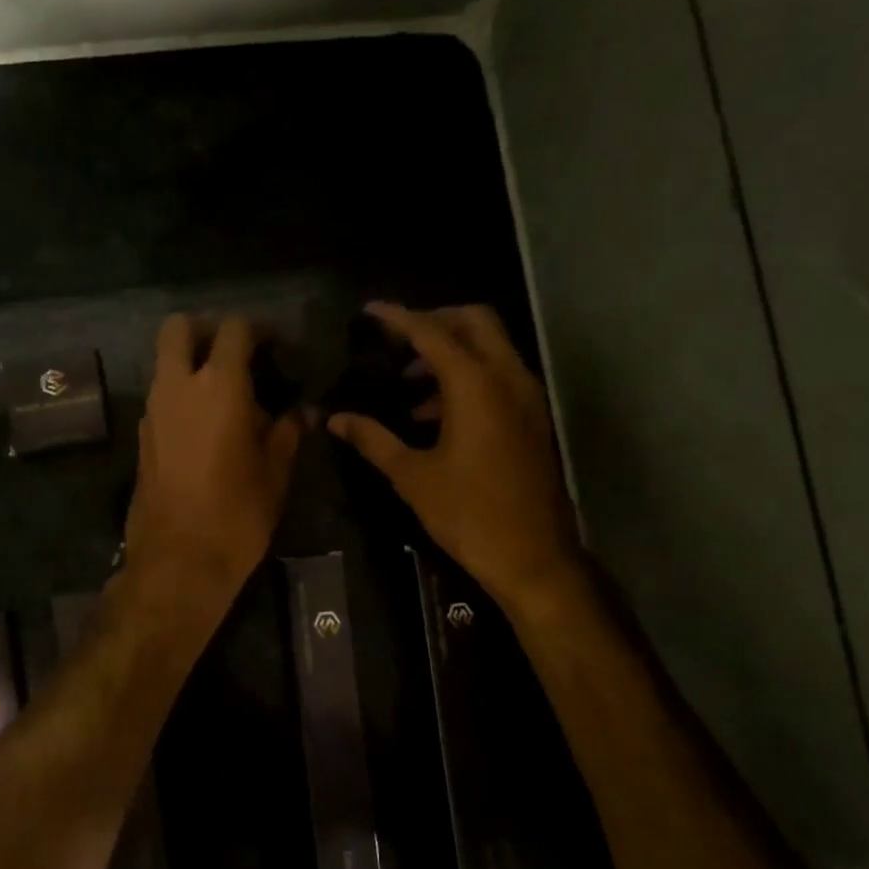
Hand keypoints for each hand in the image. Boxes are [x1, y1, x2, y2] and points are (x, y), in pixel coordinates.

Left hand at [124, 315, 303, 619]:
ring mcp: (153, 410)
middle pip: (178, 328)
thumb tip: (301, 412)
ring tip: (228, 396)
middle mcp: (177, 387)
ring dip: (191, 364)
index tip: (278, 347)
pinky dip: (181, 394)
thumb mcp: (275, 472)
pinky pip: (161, 396)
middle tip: (236, 354)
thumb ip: (287, 431)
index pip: (233, 329)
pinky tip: (207, 426)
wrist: (178, 561)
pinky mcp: (142, 436)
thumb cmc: (237, 514)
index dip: (259, 330)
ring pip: (165, 362)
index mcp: (218, 386)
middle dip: (206, 329)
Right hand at [328, 303, 584, 608]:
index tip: (369, 311)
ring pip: (490, 347)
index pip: (432, 333)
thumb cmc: (468, 514)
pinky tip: (434, 413)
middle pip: (474, 322)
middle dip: (434, 320)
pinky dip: (468, 376)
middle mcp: (507, 379)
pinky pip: (499, 376)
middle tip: (396, 339)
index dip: (398, 318)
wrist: (533, 557)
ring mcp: (526, 398)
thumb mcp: (412, 476)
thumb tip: (336, 419)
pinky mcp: (532, 418)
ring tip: (408, 382)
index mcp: (476, 386)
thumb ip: (373, 439)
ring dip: (451, 351)